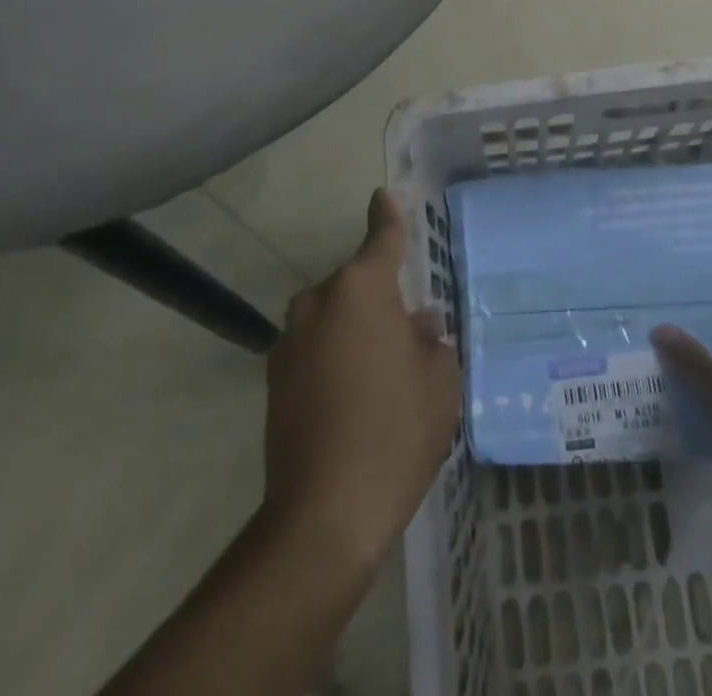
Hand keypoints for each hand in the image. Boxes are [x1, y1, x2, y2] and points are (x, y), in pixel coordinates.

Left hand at [262, 190, 460, 569]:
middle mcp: (318, 302)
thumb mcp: (438, 382)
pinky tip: (352, 399)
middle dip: (380, 298)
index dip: (387, 216)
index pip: (381, 238)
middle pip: (356, 283)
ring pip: (333, 317)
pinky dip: (333, 358)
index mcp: (360, 289)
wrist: (324, 516)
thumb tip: (416, 326)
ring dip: (355, 330)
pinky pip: (314, 348)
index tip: (383, 195)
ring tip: (381, 375)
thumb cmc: (395, 432)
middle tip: (408, 336)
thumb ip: (430, 341)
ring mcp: (289, 340)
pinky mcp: (273, 378)